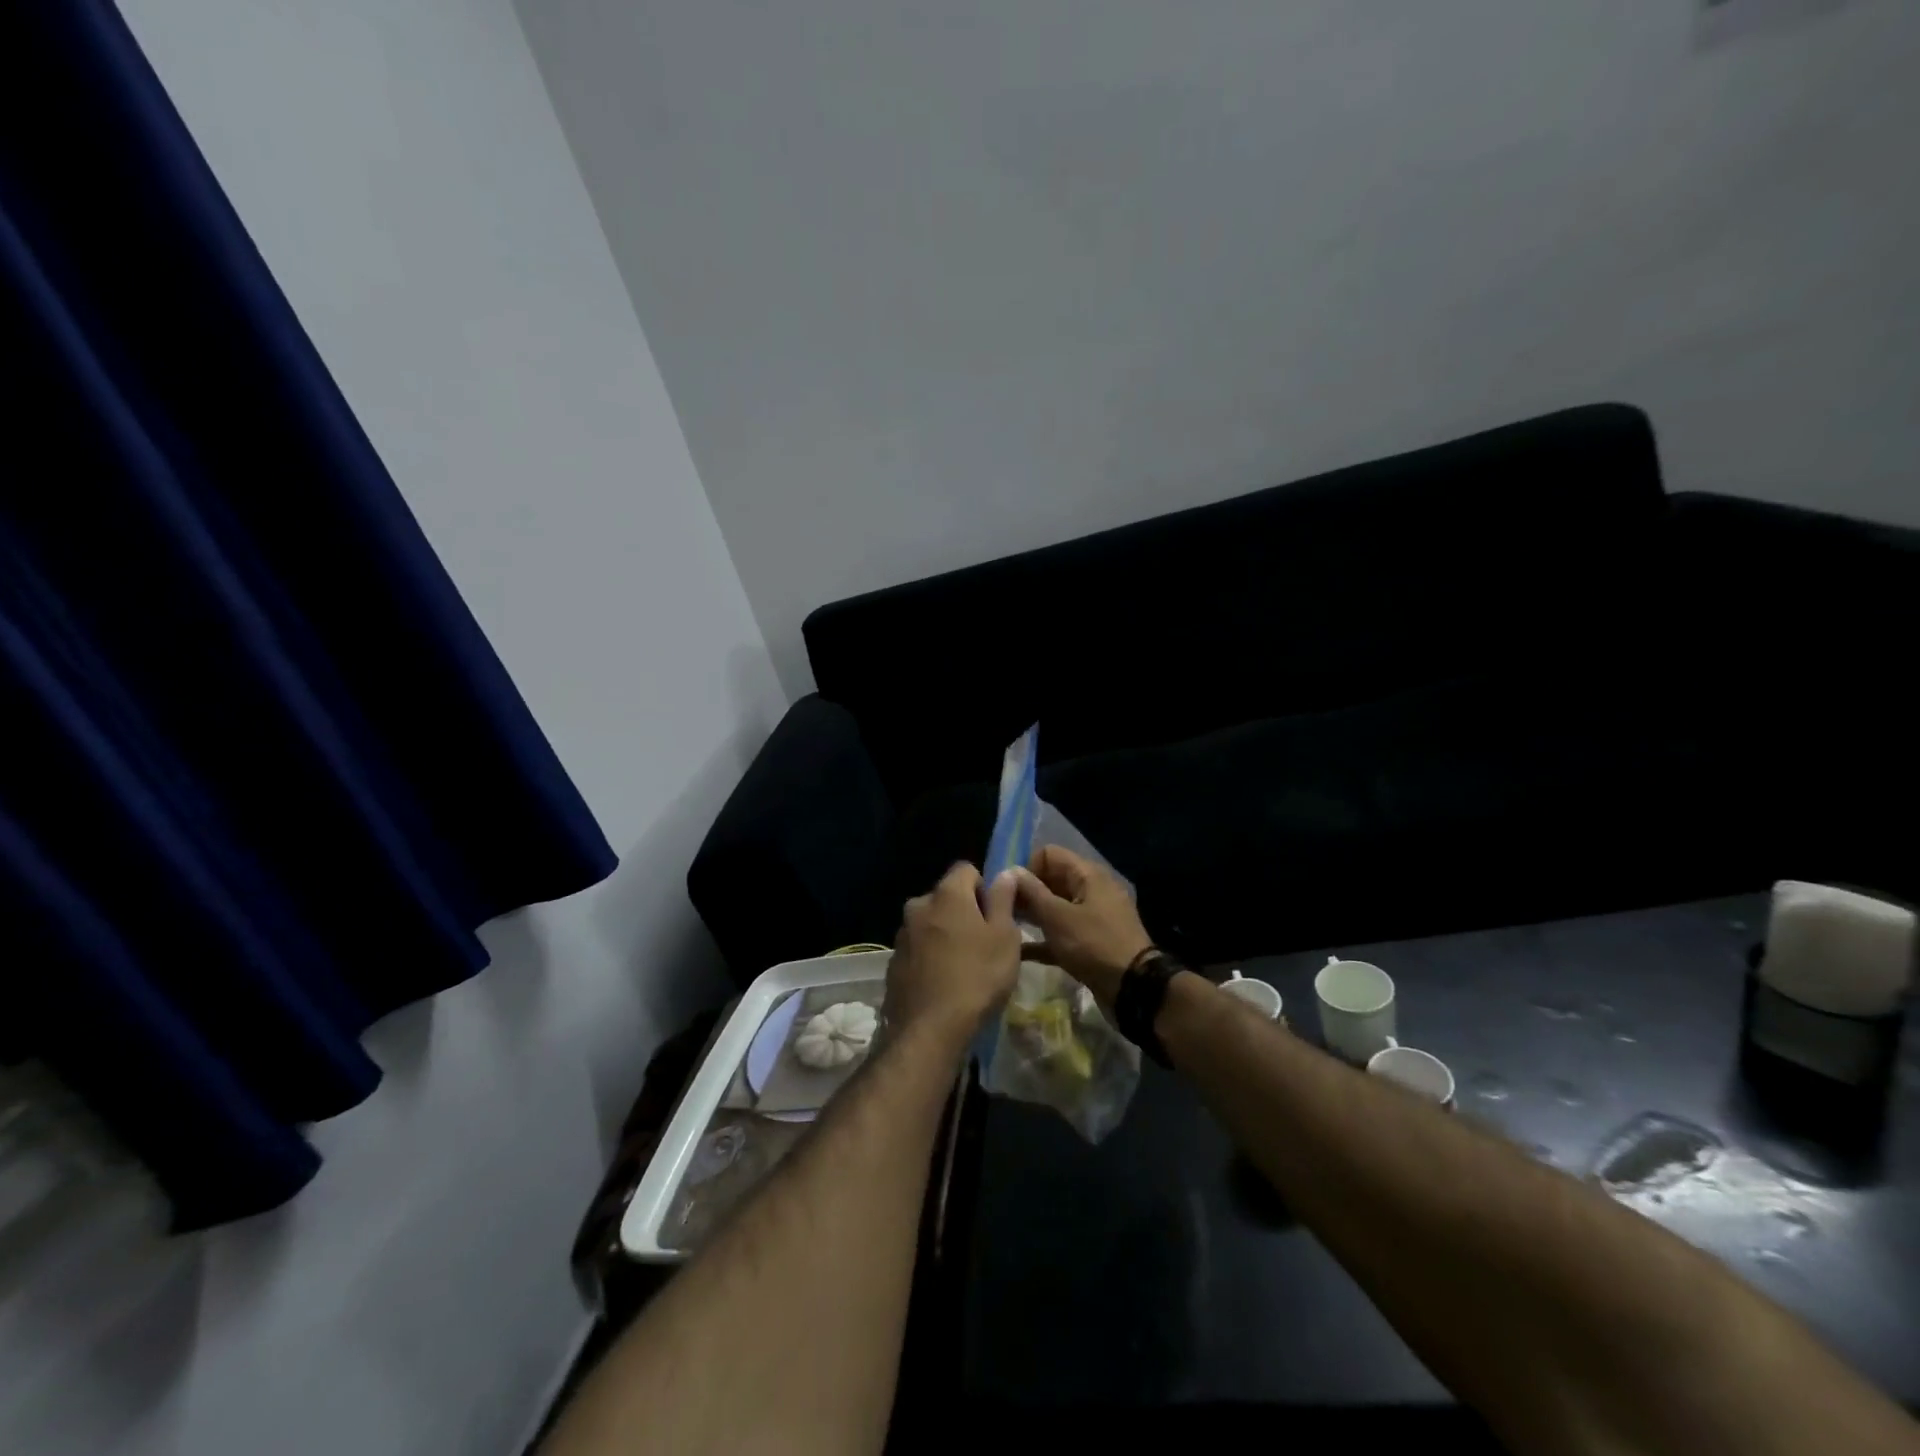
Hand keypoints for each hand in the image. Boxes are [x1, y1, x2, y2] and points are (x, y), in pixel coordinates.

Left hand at [887, 862, 1021, 1041]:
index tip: (995, 915)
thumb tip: (1005, 872)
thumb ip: (1003, 900)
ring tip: (963, 967)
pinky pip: (918, 948)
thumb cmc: (977, 977)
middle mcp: (919, 905)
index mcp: (947, 894)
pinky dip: (930, 956)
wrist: (929, 1029)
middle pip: (946, 897)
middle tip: (983, 943)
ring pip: (930, 923)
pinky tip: (943, 983)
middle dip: (964, 912)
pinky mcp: (893, 962)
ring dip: (945, 934)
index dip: (984, 887)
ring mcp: (902, 934)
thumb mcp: (1005, 937)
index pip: (966, 869)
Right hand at [1013, 845, 1152, 1011]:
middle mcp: (1091, 890)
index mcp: (1088, 875)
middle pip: (1051, 880)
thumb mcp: (1058, 917)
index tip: (1007, 889)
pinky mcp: (1090, 942)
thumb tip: (1011, 871)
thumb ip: (1032, 892)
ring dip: (1032, 915)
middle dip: (1026, 892)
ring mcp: (1092, 917)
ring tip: (1005, 927)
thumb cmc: (1093, 944)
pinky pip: (1062, 933)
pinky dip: (1044, 939)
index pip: (1049, 854)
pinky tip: (1019, 953)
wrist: (1133, 988)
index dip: (1026, 866)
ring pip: (1055, 908)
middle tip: (1001, 909)